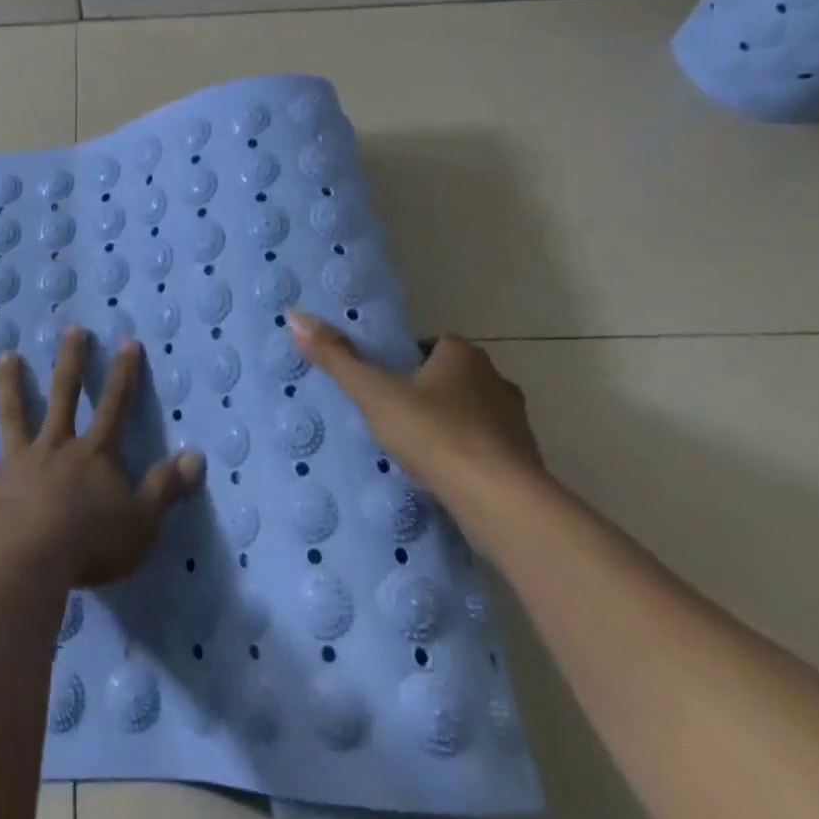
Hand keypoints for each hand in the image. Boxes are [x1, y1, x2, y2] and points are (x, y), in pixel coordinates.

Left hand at [0, 328, 205, 588]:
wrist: (28, 557)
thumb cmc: (90, 542)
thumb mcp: (142, 520)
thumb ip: (166, 488)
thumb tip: (196, 456)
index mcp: (94, 455)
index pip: (114, 407)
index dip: (123, 375)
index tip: (126, 342)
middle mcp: (56, 448)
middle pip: (64, 396)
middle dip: (70, 362)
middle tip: (71, 330)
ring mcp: (20, 463)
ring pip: (15, 416)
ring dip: (11, 386)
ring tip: (6, 357)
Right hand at [286, 309, 544, 538]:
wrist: (501, 502)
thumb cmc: (434, 433)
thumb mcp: (374, 393)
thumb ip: (336, 357)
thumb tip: (294, 315)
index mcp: (463, 355)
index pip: (432, 344)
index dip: (407, 359)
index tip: (383, 382)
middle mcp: (496, 380)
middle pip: (453, 378)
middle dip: (427, 393)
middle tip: (392, 415)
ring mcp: (516, 424)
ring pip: (473, 415)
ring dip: (448, 427)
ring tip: (414, 450)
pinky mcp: (525, 464)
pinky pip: (487, 451)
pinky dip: (467, 459)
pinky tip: (442, 478)